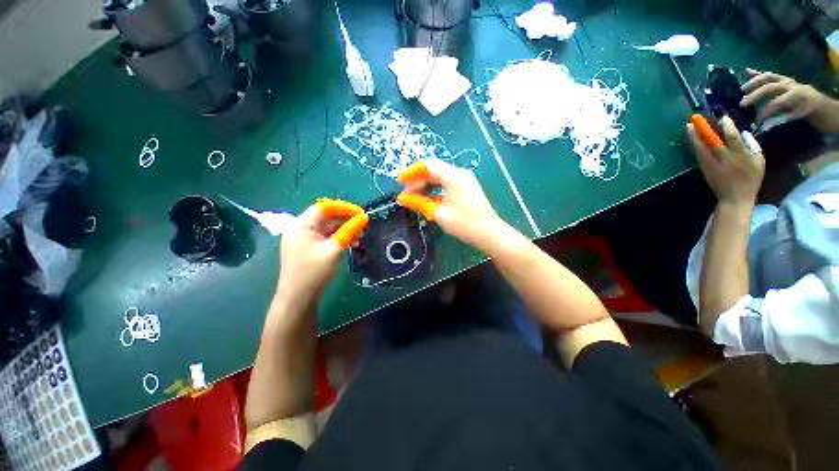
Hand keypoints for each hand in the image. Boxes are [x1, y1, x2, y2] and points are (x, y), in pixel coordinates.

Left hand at [275, 199, 367, 307]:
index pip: (325, 207)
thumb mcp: (334, 250)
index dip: (345, 208)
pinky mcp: (309, 247)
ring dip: (345, 229)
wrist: (298, 298)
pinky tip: (352, 243)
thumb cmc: (314, 272)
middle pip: (327, 217)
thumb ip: (349, 231)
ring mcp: (305, 238)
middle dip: (347, 220)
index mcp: (301, 225)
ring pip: (328, 227)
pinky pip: (327, 237)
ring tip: (361, 236)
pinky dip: (340, 237)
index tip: (362, 214)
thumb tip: (364, 218)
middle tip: (364, 225)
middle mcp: (301, 228)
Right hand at [395, 159, 502, 249]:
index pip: (427, 166)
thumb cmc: (464, 224)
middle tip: (404, 196)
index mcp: (453, 176)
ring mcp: (464, 180)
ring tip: (413, 200)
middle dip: (416, 182)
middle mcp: (459, 174)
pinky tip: (428, 201)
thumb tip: (402, 199)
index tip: (398, 181)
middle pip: (433, 172)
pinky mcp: (466, 188)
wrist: (489, 233)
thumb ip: (420, 203)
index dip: (411, 172)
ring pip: (439, 178)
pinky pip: (446, 184)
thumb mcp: (439, 213)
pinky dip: (435, 191)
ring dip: (425, 187)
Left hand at [687, 116, 764, 206]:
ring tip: (688, 126)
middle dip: (702, 130)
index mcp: (739, 156)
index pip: (733, 138)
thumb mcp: (759, 162)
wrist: (735, 198)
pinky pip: (698, 155)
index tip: (723, 117)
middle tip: (694, 119)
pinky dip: (694, 146)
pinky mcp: (704, 169)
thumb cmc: (751, 179)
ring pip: (700, 148)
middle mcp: (723, 158)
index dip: (728, 127)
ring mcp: (711, 164)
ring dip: (693, 136)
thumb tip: (743, 133)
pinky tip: (691, 139)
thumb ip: (752, 146)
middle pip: (710, 142)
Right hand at [741, 69, 828, 122]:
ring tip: (742, 90)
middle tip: (742, 104)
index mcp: (794, 95)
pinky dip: (756, 72)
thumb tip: (763, 126)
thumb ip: (779, 119)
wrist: (812, 98)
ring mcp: (783, 78)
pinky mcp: (780, 77)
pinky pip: (767, 74)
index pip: (776, 103)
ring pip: (767, 77)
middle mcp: (788, 84)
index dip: (765, 112)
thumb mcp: (794, 116)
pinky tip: (746, 70)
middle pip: (769, 88)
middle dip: (755, 95)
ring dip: (753, 82)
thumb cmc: (802, 109)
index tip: (755, 121)